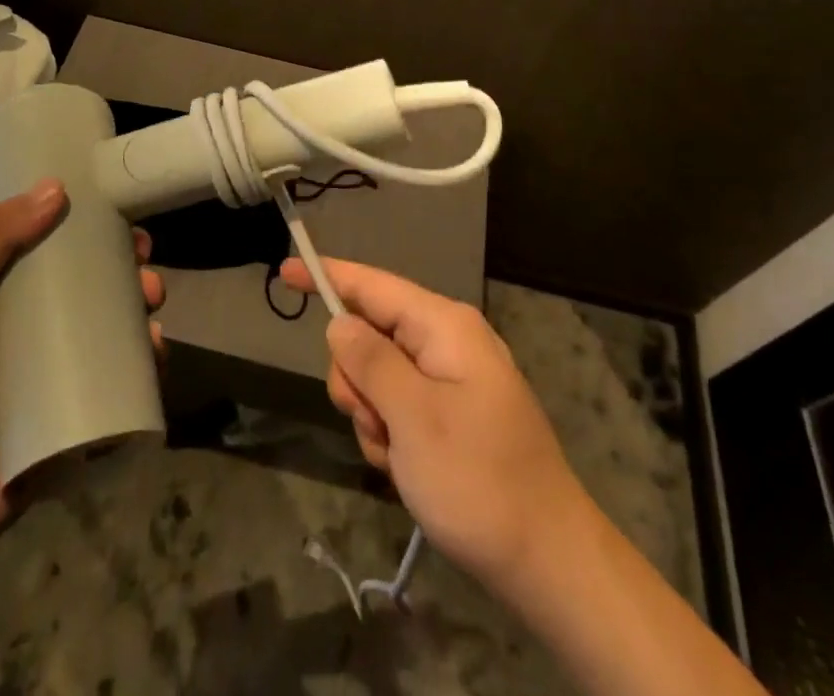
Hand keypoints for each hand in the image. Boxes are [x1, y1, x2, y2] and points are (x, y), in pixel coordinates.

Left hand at [0, 180, 164, 540]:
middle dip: (122, 264)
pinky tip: (154, 350)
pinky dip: (144, 361)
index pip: (44, 245)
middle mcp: (26, 327)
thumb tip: (56, 186)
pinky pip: (119, 377)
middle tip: (142, 257)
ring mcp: (53, 371)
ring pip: (110, 326)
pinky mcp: (75, 411)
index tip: (112, 207)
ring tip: (152, 302)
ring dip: (139, 306)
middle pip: (86, 283)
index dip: (80, 223)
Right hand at [279, 256, 582, 596]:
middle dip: (357, 380)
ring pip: (379, 376)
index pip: (372, 286)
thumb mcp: (413, 417)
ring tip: (397, 457)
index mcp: (444, 327)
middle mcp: (448, 342)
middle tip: (373, 423)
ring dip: (373, 416)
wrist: (548, 562)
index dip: (326, 275)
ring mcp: (451, 379)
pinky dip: (391, 435)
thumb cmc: (478, 481)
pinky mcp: (452, 413)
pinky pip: (399, 406)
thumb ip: (370, 361)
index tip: (284, 270)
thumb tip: (340, 322)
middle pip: (371, 335)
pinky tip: (407, 470)